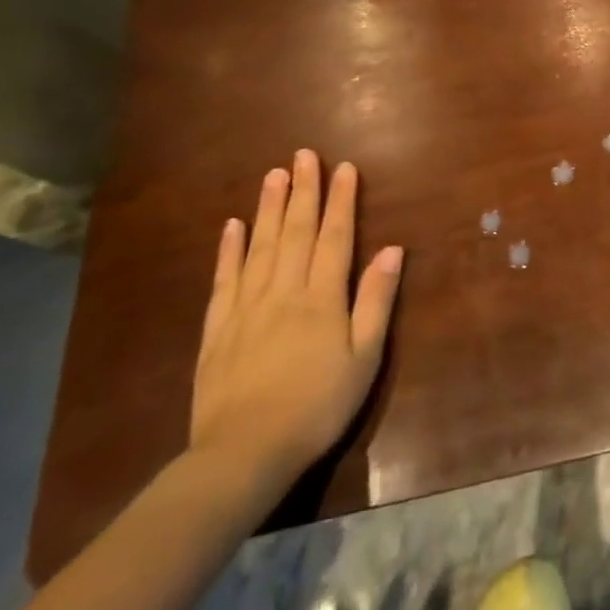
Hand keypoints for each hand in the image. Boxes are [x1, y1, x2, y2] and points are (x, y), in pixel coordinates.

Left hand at [189, 150, 403, 494]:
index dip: (341, 201)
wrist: (243, 454)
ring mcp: (245, 308)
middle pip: (295, 232)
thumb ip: (376, 300)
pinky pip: (224, 280)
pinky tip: (232, 226)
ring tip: (273, 175)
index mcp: (322, 298)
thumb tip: (392, 249)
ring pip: (259, 247)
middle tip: (303, 155)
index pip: (334, 237)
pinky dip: (229, 250)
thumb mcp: (364, 356)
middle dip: (302, 191)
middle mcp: (283, 292)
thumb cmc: (318, 405)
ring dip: (268, 208)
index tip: (344, 168)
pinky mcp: (217, 329)